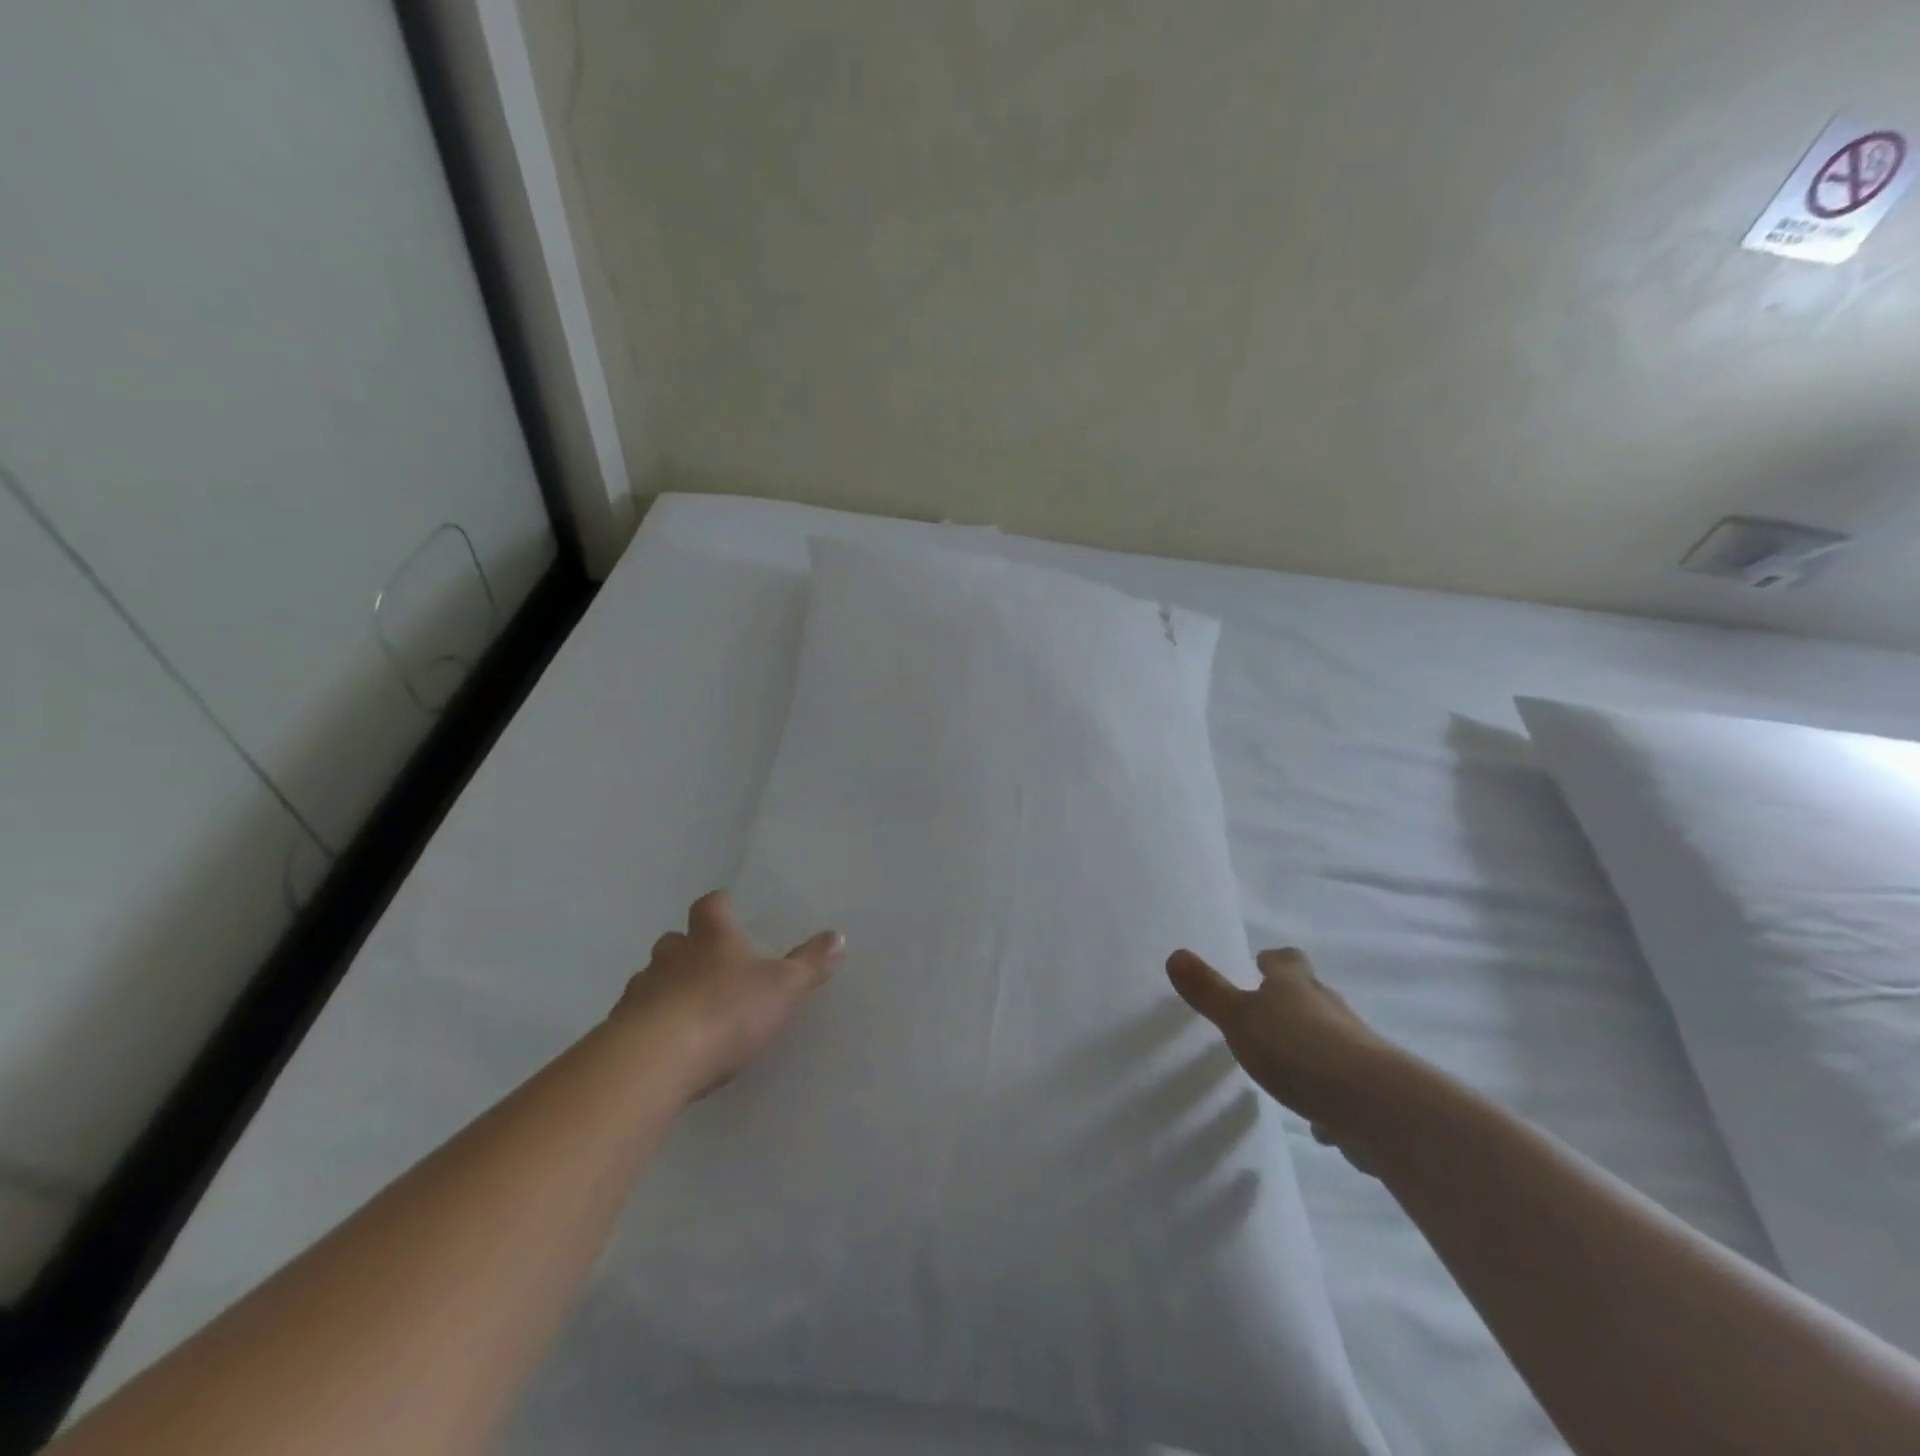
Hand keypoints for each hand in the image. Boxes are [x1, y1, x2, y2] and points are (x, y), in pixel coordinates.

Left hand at [615, 890, 843, 1097]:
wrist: (656, 1061)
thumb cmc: (726, 1011)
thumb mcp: (783, 988)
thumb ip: (810, 964)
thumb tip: (838, 936)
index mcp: (711, 938)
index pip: (711, 906)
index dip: (721, 905)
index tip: (728, 907)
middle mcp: (671, 956)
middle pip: (675, 940)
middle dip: (689, 948)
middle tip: (708, 964)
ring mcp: (640, 992)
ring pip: (652, 978)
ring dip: (666, 987)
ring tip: (687, 1009)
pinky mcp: (620, 1031)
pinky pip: (636, 1018)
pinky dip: (650, 1024)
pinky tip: (666, 1046)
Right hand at [1166, 946, 1397, 1170]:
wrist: (1377, 1107)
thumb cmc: (1298, 1050)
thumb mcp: (1240, 1018)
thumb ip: (1208, 991)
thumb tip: (1175, 954)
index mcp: (1296, 987)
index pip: (1286, 961)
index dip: (1273, 961)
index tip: (1261, 963)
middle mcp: (1329, 1010)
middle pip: (1311, 995)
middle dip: (1293, 1001)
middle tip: (1267, 1011)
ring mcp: (1356, 1051)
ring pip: (1329, 1040)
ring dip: (1311, 1048)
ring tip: (1287, 1065)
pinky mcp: (1370, 1093)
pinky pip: (1343, 1088)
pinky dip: (1329, 1096)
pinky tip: (1317, 1119)